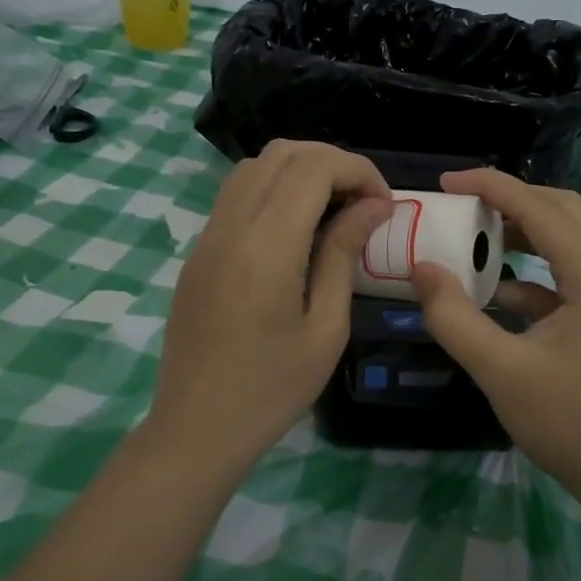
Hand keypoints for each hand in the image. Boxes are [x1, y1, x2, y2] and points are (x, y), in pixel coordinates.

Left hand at [150, 141, 391, 464]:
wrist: (196, 427)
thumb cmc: (271, 389)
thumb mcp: (325, 328)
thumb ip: (343, 255)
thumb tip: (371, 207)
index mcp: (265, 246)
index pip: (313, 168)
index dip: (358, 170)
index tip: (385, 203)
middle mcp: (230, 226)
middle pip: (282, 153)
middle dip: (333, 162)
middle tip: (365, 200)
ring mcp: (207, 235)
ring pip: (255, 166)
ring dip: (301, 170)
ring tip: (335, 207)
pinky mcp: (199, 250)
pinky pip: (237, 194)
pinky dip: (274, 189)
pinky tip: (297, 227)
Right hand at [411, 168, 580, 506]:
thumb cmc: (575, 425)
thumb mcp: (502, 371)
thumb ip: (455, 318)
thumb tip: (421, 268)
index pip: (540, 208)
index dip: (491, 186)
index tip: (445, 182)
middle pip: (563, 213)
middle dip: (511, 201)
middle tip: (464, 206)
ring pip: (568, 244)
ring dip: (524, 234)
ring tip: (476, 239)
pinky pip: (568, 279)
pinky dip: (532, 275)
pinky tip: (498, 295)